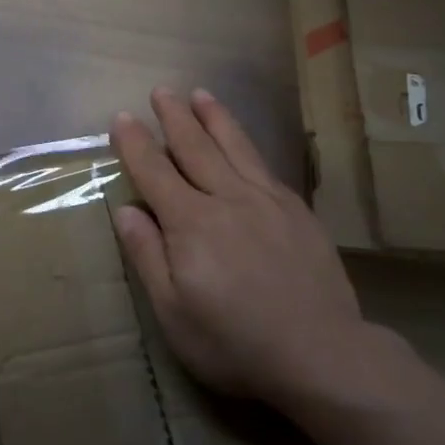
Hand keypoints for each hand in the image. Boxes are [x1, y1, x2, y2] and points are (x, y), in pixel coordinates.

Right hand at [110, 87, 383, 411]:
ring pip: (235, 147)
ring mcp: (267, 201)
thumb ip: (147, 255)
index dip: (135, 143)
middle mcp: (227, 198)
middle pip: (195, 147)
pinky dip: (247, 146)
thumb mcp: (173, 312)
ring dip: (214, 117)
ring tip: (200, 94)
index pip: (154, 171)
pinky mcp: (297, 212)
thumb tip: (127, 210)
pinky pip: (264, 166)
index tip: (121, 117)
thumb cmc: (235, 342)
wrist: (322, 354)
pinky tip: (243, 143)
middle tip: (161, 91)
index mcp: (191, 222)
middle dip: (174, 117)